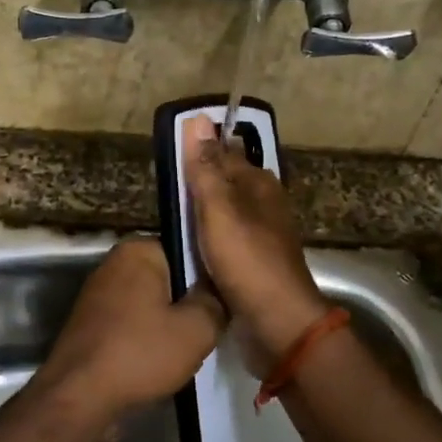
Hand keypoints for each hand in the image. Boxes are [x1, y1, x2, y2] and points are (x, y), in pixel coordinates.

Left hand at [34, 238, 224, 420]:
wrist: (79, 398)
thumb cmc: (140, 353)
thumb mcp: (196, 329)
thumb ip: (216, 303)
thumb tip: (219, 292)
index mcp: (138, 250)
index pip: (186, 249)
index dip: (210, 274)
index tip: (226, 298)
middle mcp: (114, 264)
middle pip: (169, 278)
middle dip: (189, 302)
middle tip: (212, 327)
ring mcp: (99, 296)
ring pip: (151, 304)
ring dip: (169, 325)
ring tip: (190, 349)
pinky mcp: (92, 325)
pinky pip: (132, 324)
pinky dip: (147, 340)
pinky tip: (162, 363)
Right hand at [181, 114, 328, 358]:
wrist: (278, 322)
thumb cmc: (247, 260)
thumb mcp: (220, 209)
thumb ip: (206, 168)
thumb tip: (198, 119)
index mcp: (260, 184)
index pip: (224, 153)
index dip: (198, 151)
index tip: (169, 154)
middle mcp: (264, 205)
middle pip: (225, 184)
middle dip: (199, 183)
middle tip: (163, 189)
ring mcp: (261, 237)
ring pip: (224, 215)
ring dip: (201, 215)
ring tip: (168, 218)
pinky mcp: (254, 264)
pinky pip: (224, 242)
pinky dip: (207, 241)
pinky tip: (188, 248)